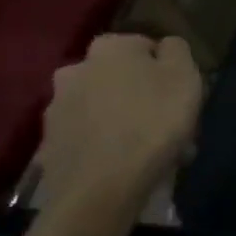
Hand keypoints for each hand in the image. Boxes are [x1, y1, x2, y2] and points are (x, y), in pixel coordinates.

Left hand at [37, 34, 202, 215]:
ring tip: (151, 150)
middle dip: (142, 95)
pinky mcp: (50, 147)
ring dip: (125, 121)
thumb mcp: (185, 75)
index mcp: (109, 48)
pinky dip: (107, 145)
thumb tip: (164, 47)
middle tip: (166, 122)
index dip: (166, 69)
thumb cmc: (152, 121)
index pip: (145, 47)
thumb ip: (176, 50)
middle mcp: (75, 71)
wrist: (102, 189)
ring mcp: (57, 111)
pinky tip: (128, 165)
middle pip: (120, 78)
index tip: (180, 93)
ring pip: (104, 109)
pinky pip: (89, 138)